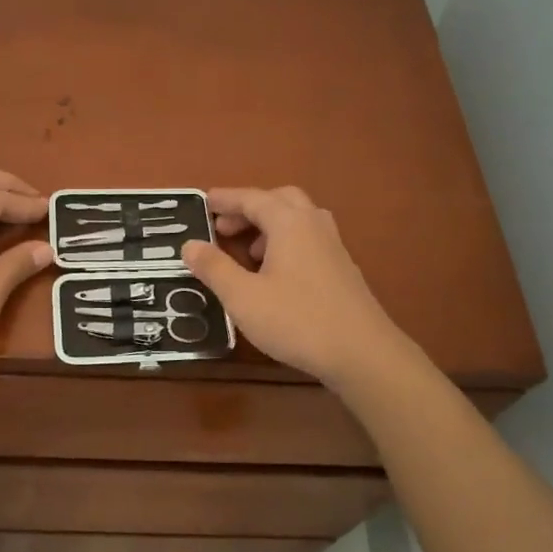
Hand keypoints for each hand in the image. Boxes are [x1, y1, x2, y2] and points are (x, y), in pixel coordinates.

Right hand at [182, 186, 411, 385]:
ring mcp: (333, 247)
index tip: (204, 203)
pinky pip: (309, 240)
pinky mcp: (343, 269)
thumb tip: (190, 244)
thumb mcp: (243, 297)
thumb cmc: (296, 320)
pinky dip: (286, 243)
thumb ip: (214, 268)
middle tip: (224, 228)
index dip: (226, 199)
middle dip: (250, 209)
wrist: (362, 353)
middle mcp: (314, 225)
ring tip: (247, 253)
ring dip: (269, 226)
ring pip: (298, 220)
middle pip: (280, 201)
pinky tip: (275, 275)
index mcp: (290, 223)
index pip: (252, 198)